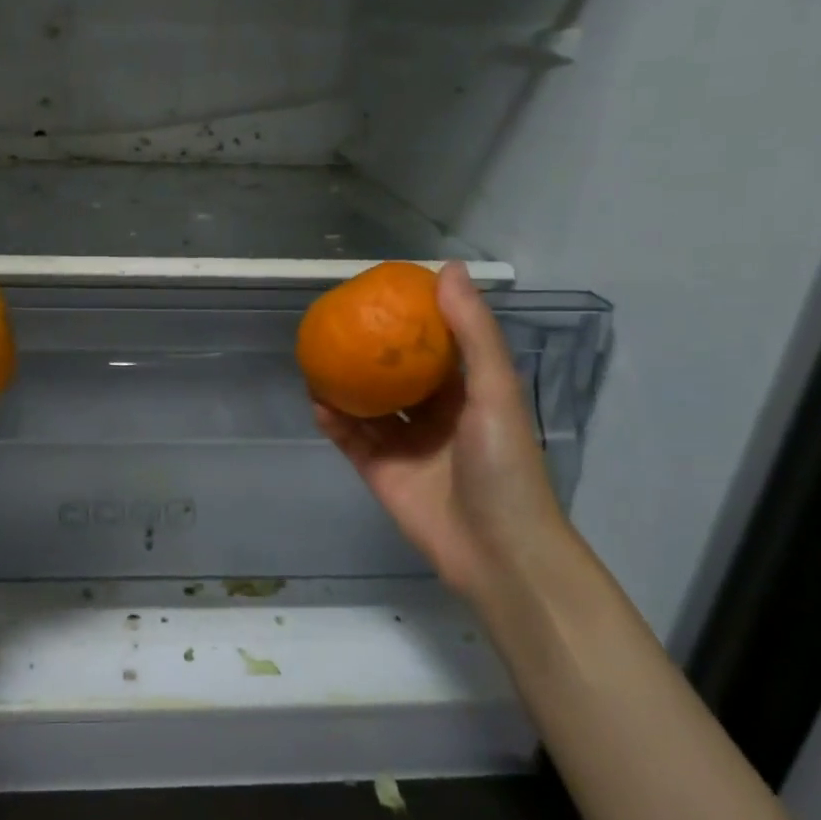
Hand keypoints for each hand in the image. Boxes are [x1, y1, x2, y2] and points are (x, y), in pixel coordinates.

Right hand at [314, 261, 572, 596]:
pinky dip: (334, 421)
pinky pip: (351, 439)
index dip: (414, 321)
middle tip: (339, 323)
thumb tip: (447, 269)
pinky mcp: (380, 472)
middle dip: (370, 352)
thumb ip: (472, 333)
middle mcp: (435, 416)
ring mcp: (405, 445)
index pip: (438, 348)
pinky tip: (316, 400)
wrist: (496, 550)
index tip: (384, 294)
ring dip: (344, 385)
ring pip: (367, 407)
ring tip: (316, 356)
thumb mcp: (494, 390)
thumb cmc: (504, 464)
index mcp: (468, 394)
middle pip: (396, 376)